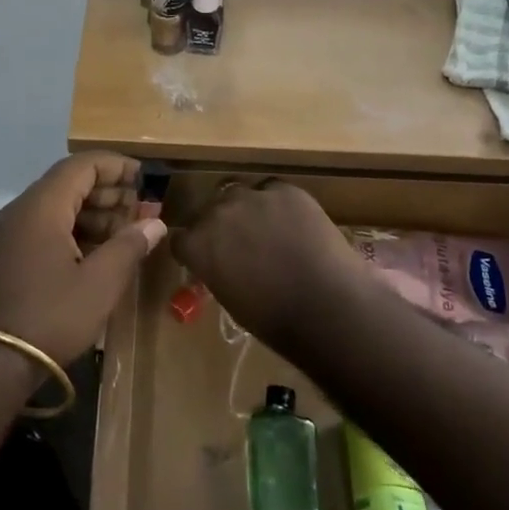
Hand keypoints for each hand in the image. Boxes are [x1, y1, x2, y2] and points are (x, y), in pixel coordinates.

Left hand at [0, 154, 166, 364]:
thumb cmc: (49, 316)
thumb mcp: (99, 283)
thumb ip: (129, 246)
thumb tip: (155, 222)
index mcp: (43, 206)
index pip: (82, 165)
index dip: (116, 165)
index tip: (144, 176)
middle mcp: (24, 210)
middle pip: (69, 183)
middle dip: (109, 190)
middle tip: (142, 207)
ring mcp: (13, 234)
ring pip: (59, 207)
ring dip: (94, 213)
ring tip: (128, 231)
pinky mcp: (11, 256)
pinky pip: (47, 228)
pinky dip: (76, 230)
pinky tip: (99, 252)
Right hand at [169, 181, 366, 349]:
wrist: (327, 306)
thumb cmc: (275, 319)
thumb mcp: (230, 298)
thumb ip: (217, 271)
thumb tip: (225, 265)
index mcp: (197, 245)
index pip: (181, 238)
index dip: (194, 248)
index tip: (205, 258)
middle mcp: (217, 213)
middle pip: (209, 210)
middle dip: (220, 225)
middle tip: (241, 243)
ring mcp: (252, 197)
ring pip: (239, 192)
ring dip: (246, 208)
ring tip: (267, 226)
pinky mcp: (285, 190)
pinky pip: (274, 190)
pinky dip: (279, 204)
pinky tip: (294, 223)